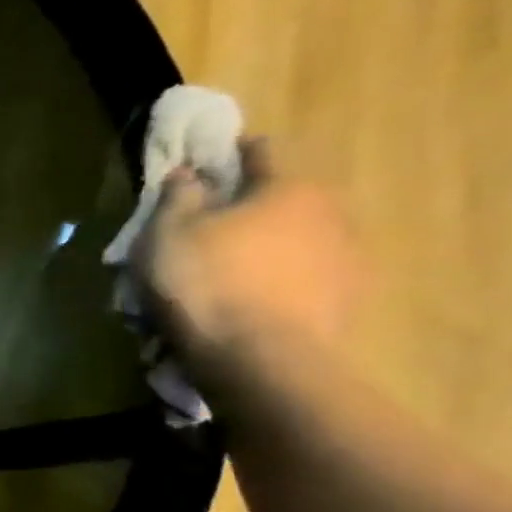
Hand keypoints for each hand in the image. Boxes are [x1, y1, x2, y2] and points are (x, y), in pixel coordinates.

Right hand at [133, 137, 360, 374]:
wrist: (259, 358)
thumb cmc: (206, 282)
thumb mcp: (168, 233)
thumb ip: (178, 197)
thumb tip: (189, 172)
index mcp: (287, 187)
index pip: (260, 153)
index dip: (229, 154)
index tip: (204, 163)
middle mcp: (328, 213)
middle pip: (280, 199)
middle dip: (245, 208)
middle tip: (204, 228)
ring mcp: (344, 259)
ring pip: (292, 240)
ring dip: (262, 248)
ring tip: (222, 273)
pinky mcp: (343, 300)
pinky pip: (300, 278)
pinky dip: (275, 281)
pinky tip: (245, 301)